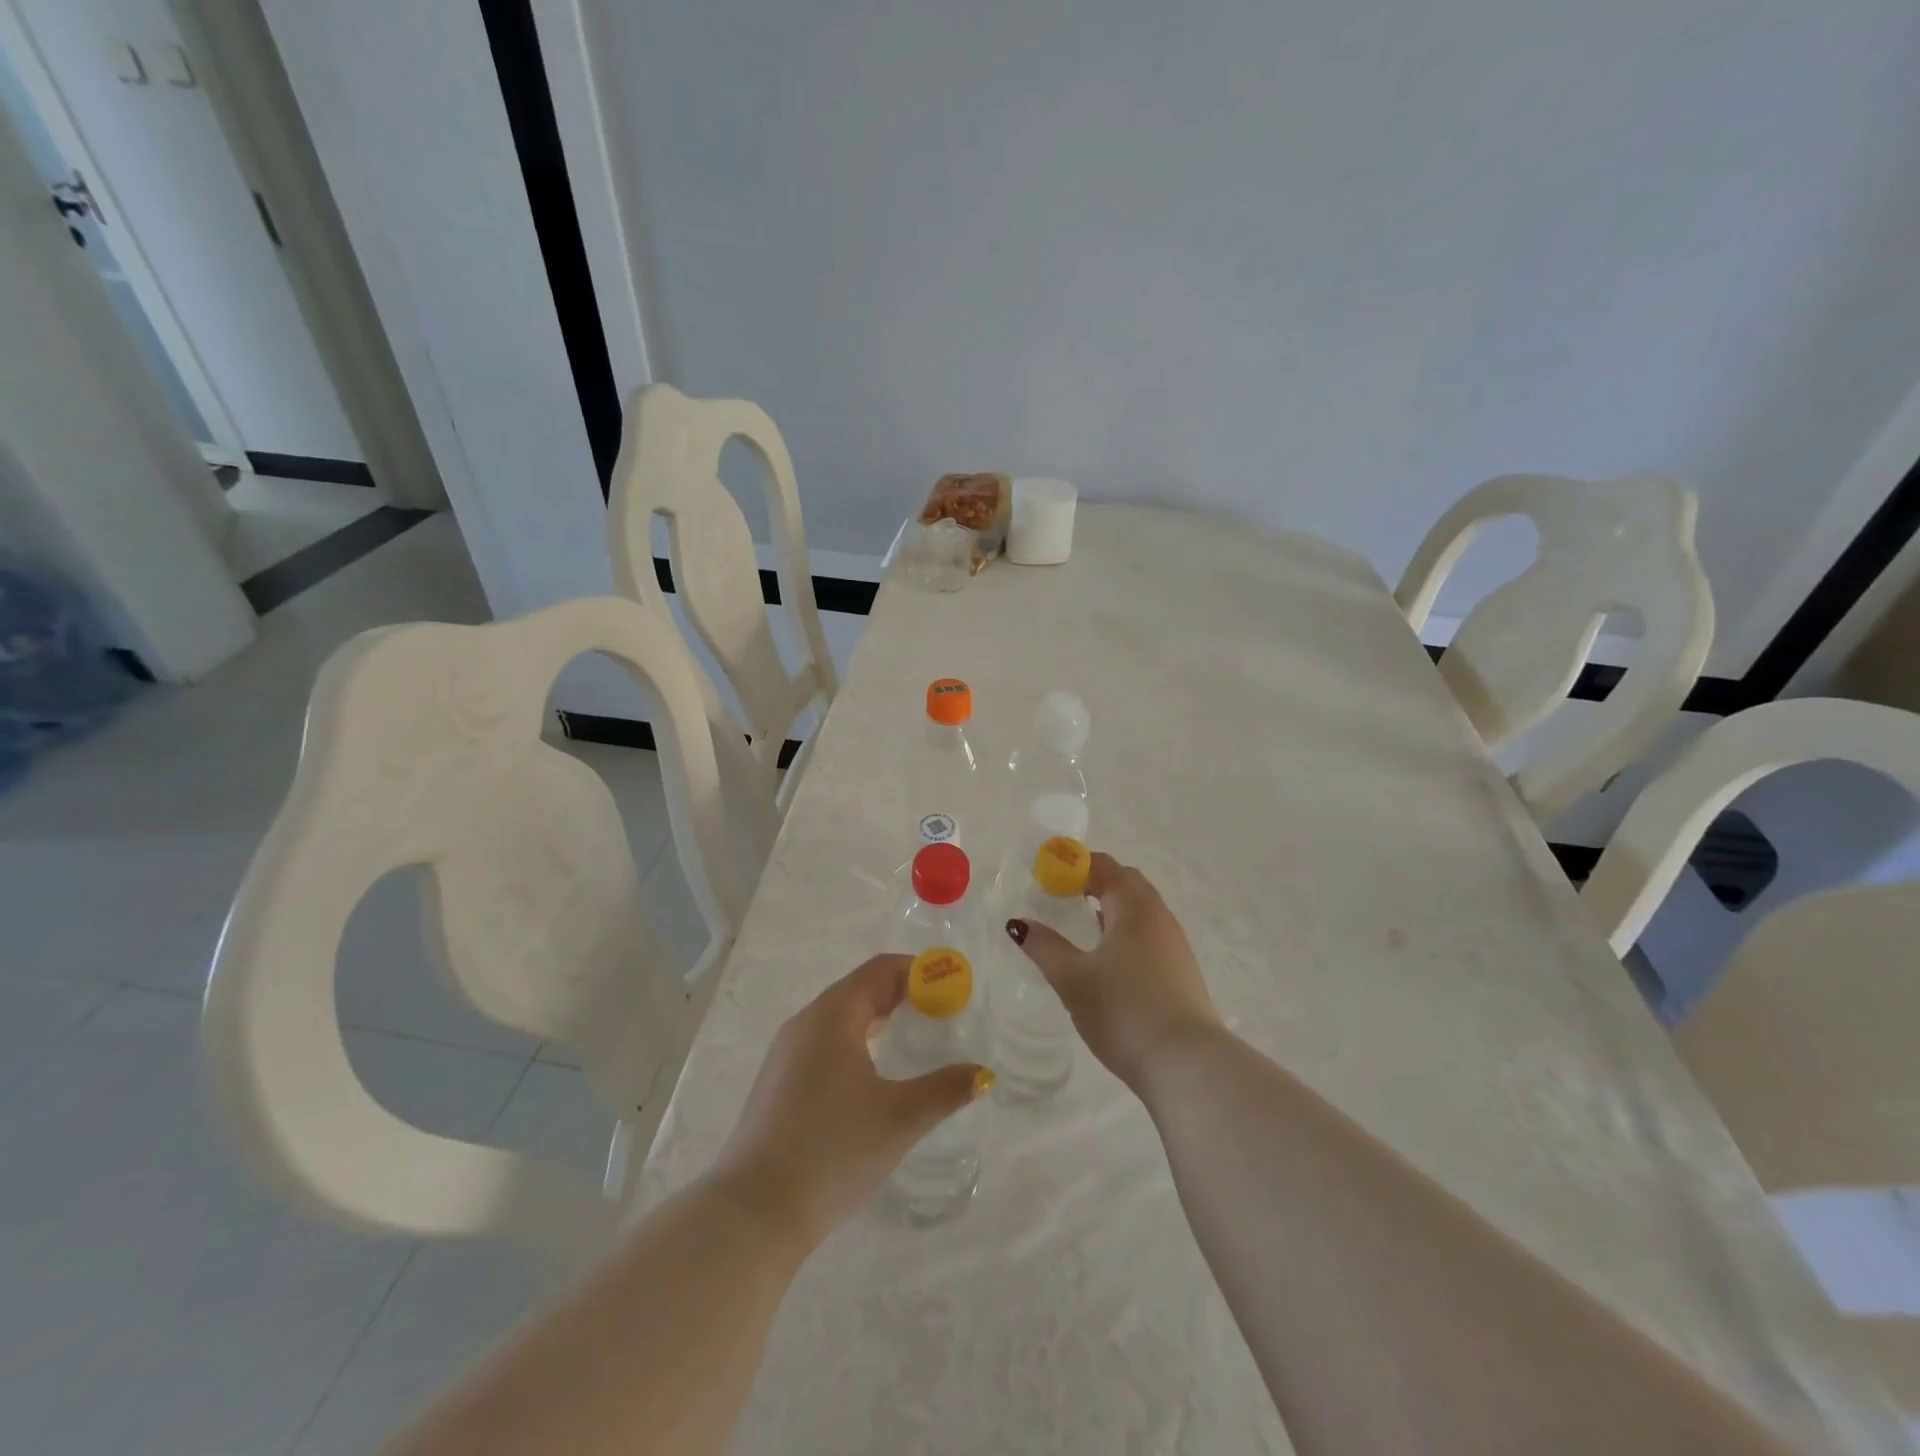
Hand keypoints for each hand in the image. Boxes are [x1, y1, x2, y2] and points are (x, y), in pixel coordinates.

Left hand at [710, 955, 989, 1247]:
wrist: (753, 1213)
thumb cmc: (832, 1151)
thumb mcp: (900, 1119)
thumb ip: (946, 1090)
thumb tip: (983, 1074)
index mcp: (833, 1016)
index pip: (880, 970)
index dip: (919, 972)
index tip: (952, 988)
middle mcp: (806, 1023)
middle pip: (860, 989)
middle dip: (902, 993)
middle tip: (940, 1012)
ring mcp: (786, 1052)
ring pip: (840, 1017)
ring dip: (877, 1017)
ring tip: (911, 1036)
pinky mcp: (778, 1081)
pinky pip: (824, 1042)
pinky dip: (855, 1040)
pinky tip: (871, 1073)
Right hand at [1006, 853, 1221, 1089]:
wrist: (1186, 1064)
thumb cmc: (1123, 1010)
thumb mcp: (1073, 978)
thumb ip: (1045, 946)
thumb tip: (1019, 923)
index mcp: (1133, 906)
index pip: (1104, 866)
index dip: (1074, 864)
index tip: (1047, 873)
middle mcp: (1159, 915)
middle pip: (1126, 882)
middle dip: (1095, 880)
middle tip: (1063, 893)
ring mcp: (1175, 943)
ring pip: (1141, 909)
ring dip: (1113, 905)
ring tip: (1083, 921)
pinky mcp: (1181, 970)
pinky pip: (1149, 933)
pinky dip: (1126, 929)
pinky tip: (1110, 957)